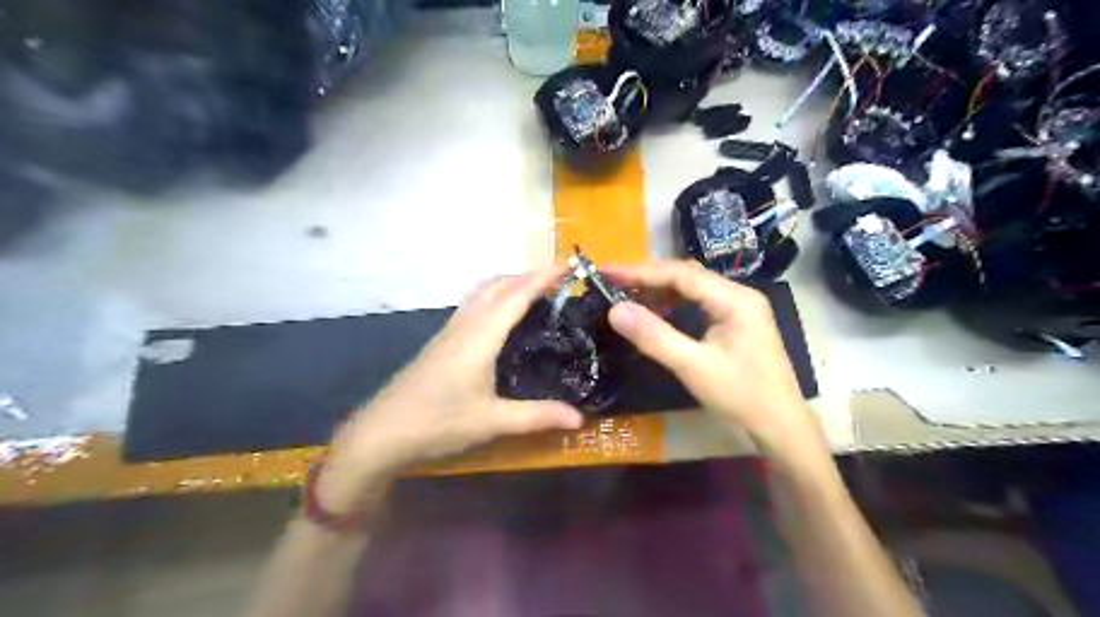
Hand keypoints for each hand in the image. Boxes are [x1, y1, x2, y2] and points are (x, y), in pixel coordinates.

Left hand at [320, 267, 584, 510]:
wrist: (380, 433)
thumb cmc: (437, 423)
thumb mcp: (491, 422)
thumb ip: (537, 417)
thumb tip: (580, 418)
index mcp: (479, 338)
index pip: (515, 297)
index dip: (542, 278)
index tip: (567, 266)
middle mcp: (464, 326)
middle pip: (496, 286)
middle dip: (527, 276)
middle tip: (558, 283)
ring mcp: (449, 332)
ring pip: (481, 293)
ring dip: (508, 284)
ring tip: (535, 294)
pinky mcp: (441, 342)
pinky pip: (472, 306)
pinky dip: (493, 299)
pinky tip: (502, 320)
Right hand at [600, 261, 823, 466]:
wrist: (781, 426)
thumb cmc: (741, 396)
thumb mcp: (693, 367)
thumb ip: (654, 336)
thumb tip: (614, 309)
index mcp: (734, 299)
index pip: (680, 274)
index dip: (640, 272)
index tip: (606, 273)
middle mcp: (738, 295)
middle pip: (686, 276)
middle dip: (647, 278)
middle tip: (611, 282)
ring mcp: (738, 308)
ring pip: (691, 289)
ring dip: (658, 290)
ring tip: (626, 296)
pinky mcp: (735, 322)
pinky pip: (698, 303)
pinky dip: (672, 304)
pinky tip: (655, 312)